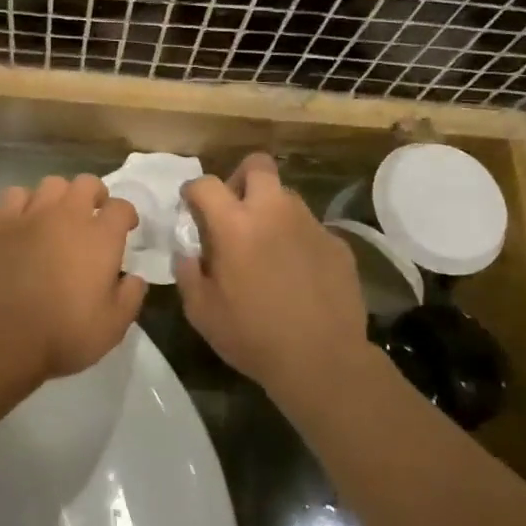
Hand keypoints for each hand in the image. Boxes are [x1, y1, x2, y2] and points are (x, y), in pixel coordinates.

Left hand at [0, 174, 146, 390]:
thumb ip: (130, 297)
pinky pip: (16, 194)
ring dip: (61, 196)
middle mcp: (68, 216)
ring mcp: (31, 215)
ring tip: (58, 216)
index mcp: (101, 237)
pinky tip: (25, 220)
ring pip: (52, 183)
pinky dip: (25, 202)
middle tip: (93, 216)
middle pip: (86, 183)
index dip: (126, 215)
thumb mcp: (112, 326)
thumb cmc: (62, 334)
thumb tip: (135, 278)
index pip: (121, 207)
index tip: (126, 228)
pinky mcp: (0, 223)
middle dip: (95, 195)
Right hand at [174, 153, 370, 397]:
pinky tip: (296, 272)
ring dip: (270, 210)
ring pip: (286, 196)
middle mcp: (274, 212)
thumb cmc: (253, 336)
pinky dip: (297, 239)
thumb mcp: (202, 312)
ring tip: (266, 246)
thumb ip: (188, 273)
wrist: (322, 360)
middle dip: (240, 178)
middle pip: (257, 165)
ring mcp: (311, 224)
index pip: (207, 184)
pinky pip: (310, 228)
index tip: (191, 206)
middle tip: (234, 212)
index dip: (193, 191)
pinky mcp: (337, 243)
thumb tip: (188, 253)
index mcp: (235, 224)